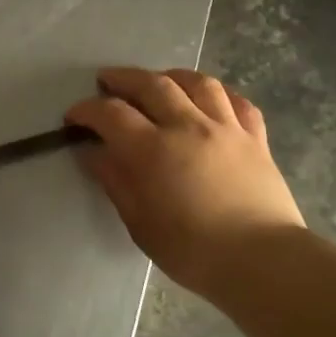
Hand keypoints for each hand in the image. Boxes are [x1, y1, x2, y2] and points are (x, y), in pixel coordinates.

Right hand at [65, 67, 303, 300]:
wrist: (262, 260)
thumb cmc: (192, 250)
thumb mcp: (139, 223)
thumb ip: (116, 181)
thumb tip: (95, 153)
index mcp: (152, 149)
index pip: (111, 114)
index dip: (87, 110)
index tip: (74, 116)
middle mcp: (187, 126)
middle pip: (152, 84)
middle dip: (124, 78)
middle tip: (107, 81)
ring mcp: (226, 128)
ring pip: (198, 83)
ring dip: (171, 76)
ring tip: (159, 80)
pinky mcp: (256, 139)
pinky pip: (238, 102)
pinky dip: (219, 94)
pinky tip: (210, 99)